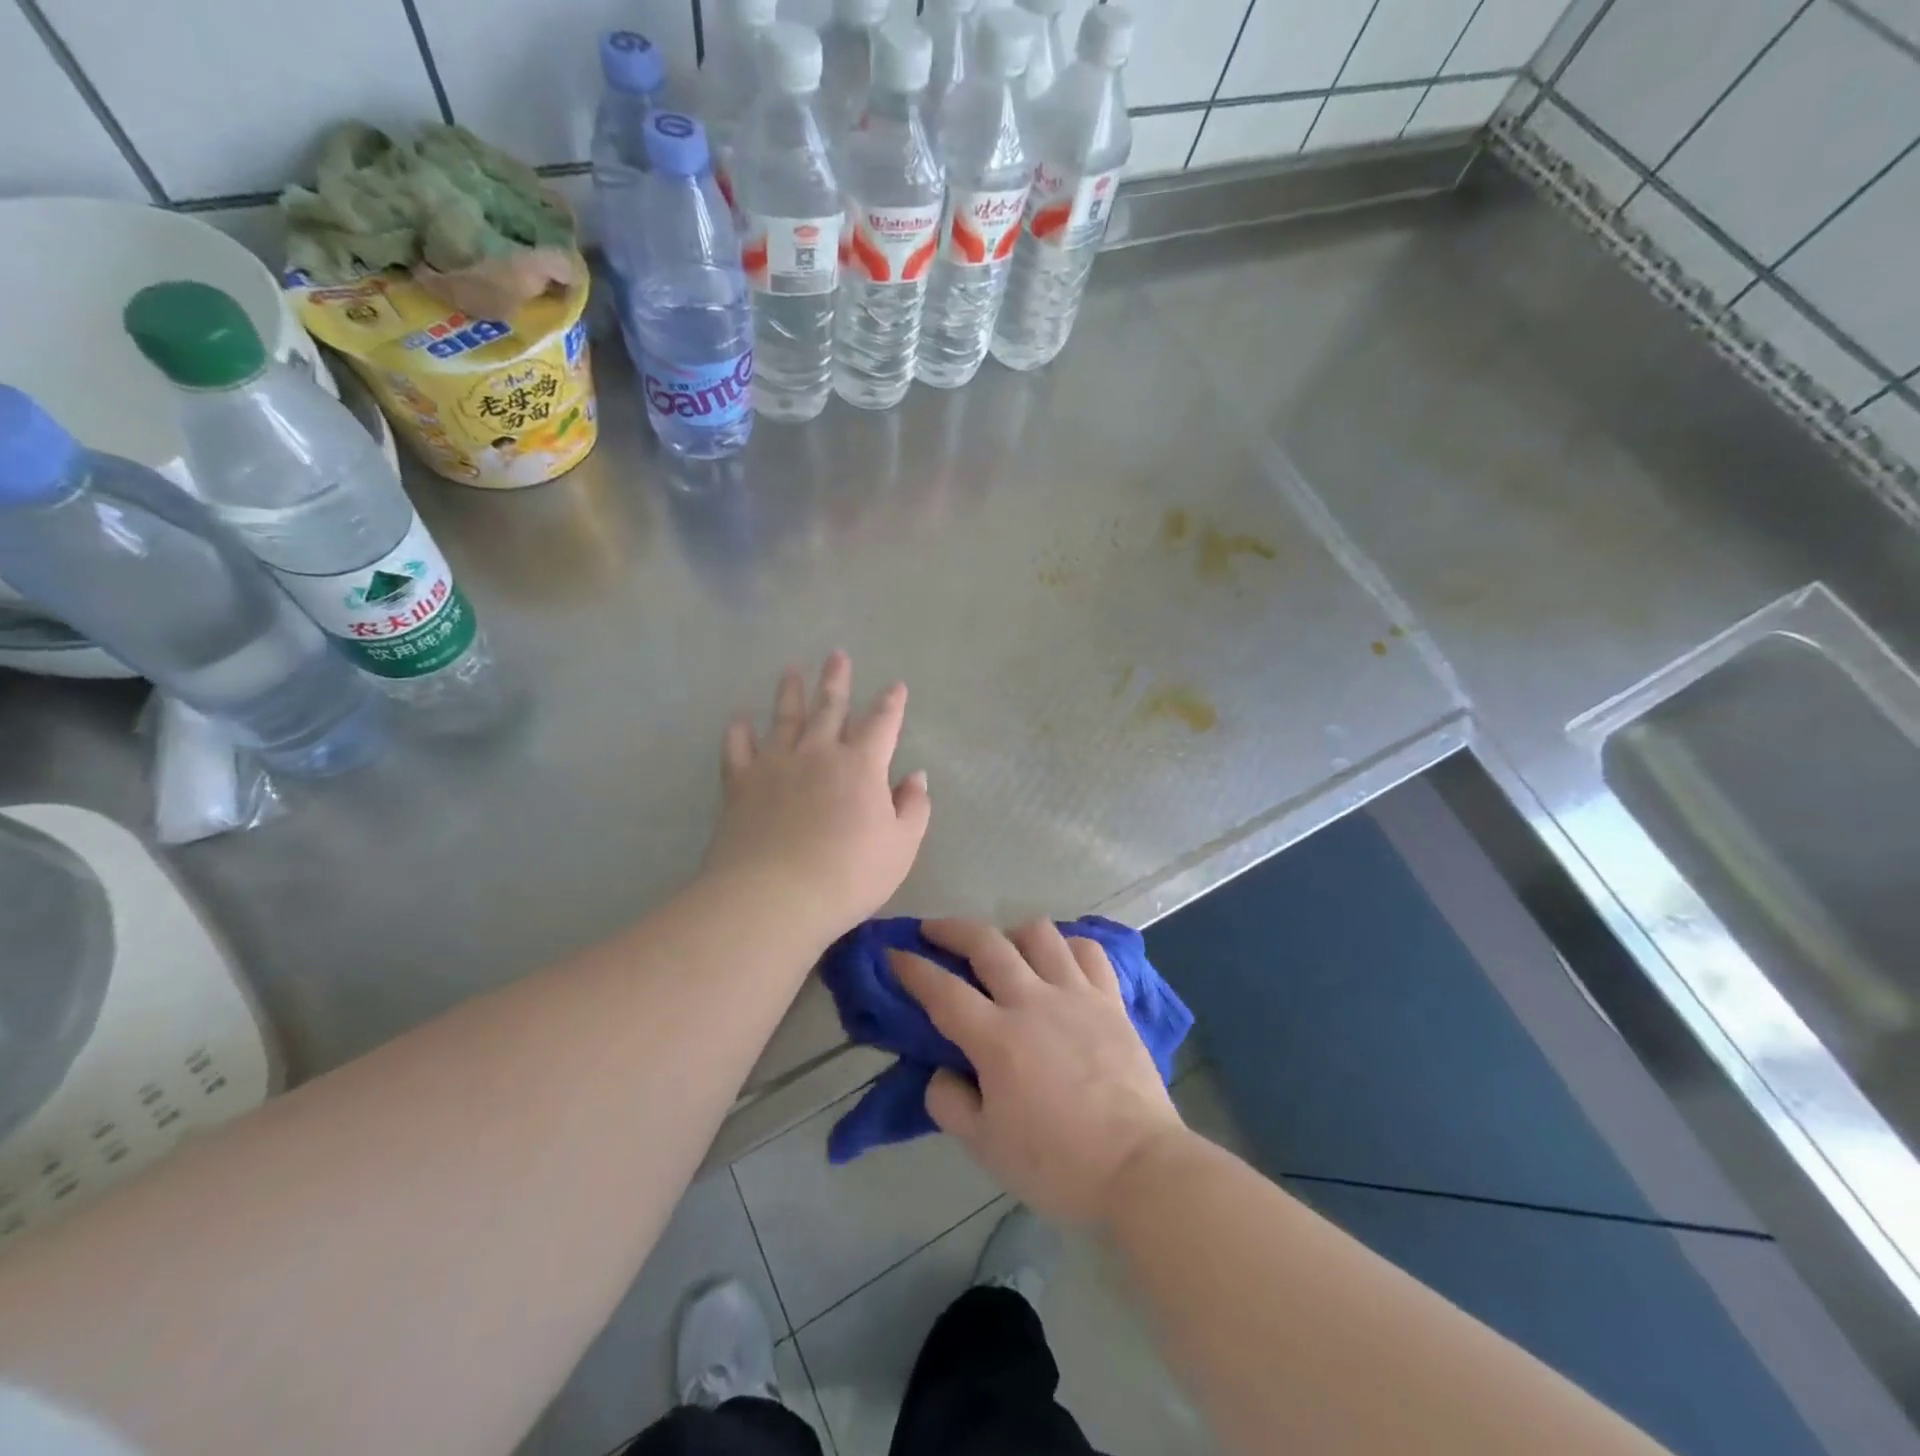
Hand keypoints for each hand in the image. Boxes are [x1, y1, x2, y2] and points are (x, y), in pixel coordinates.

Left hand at [703, 652, 930, 941]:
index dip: (891, 703)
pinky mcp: (740, 784)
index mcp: (861, 765)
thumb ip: (914, 808)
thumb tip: (916, 776)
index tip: (896, 685)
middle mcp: (818, 753)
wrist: (775, 896)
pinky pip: (738, 749)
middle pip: (829, 707)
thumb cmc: (849, 875)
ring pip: (785, 718)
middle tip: (837, 655)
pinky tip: (739, 720)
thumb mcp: (901, 847)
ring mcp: (775, 765)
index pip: (881, 724)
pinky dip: (738, 732)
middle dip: (837, 681)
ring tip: (791, 670)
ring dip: (790, 692)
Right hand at [891, 918, 1187, 1225]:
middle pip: (986, 943)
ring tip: (1004, 948)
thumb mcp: (986, 1148)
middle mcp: (1033, 1001)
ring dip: (1012, 932)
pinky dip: (1067, 946)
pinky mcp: (1111, 999)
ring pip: (1039, 934)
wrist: (1139, 1167)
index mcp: (997, 1039)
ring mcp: (1076, 994)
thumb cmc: (1057, 1164)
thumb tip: (942, 1072)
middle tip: (933, 930)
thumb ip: (950, 1104)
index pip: (942, 991)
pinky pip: (1088, 951)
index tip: (894, 953)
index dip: (912, 968)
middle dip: (952, 929)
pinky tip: (1059, 960)